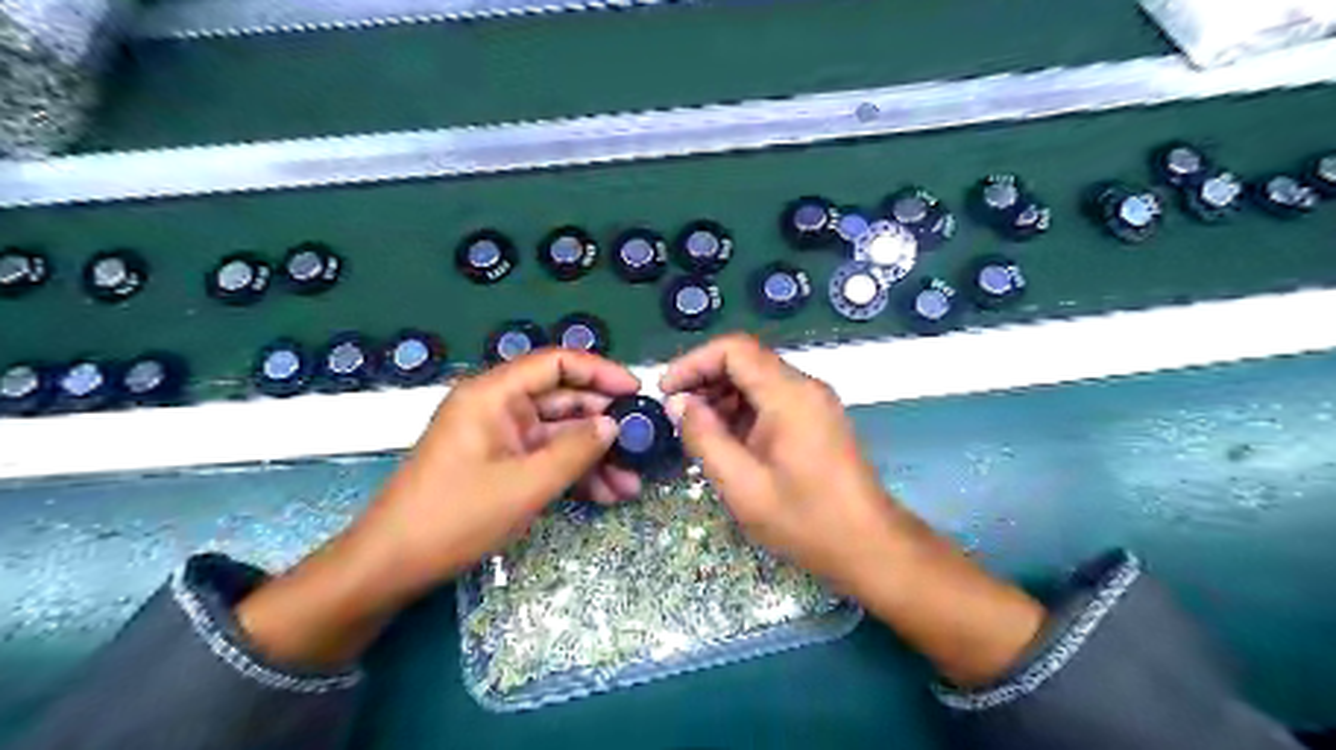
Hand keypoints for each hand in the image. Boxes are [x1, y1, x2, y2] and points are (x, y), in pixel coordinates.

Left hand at [358, 348, 642, 594]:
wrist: (392, 566)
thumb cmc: (454, 517)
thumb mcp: (525, 485)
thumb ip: (575, 451)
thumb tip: (613, 425)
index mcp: (494, 394)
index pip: (556, 364)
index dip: (600, 371)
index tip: (636, 391)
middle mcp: (499, 407)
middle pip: (564, 400)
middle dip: (604, 425)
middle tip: (644, 444)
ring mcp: (501, 437)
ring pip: (560, 434)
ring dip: (595, 457)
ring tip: (632, 483)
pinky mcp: (502, 464)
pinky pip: (547, 458)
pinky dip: (575, 473)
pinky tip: (607, 494)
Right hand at [661, 334, 900, 592]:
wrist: (869, 546)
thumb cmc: (805, 520)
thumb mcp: (742, 485)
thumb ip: (705, 438)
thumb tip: (678, 403)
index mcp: (789, 395)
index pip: (734, 349)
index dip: (694, 362)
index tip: (666, 390)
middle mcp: (804, 387)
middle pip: (745, 361)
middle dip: (704, 381)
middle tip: (675, 415)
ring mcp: (814, 403)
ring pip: (757, 381)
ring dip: (721, 398)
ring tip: (695, 432)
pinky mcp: (816, 420)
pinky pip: (771, 401)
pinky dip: (742, 412)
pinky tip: (725, 441)